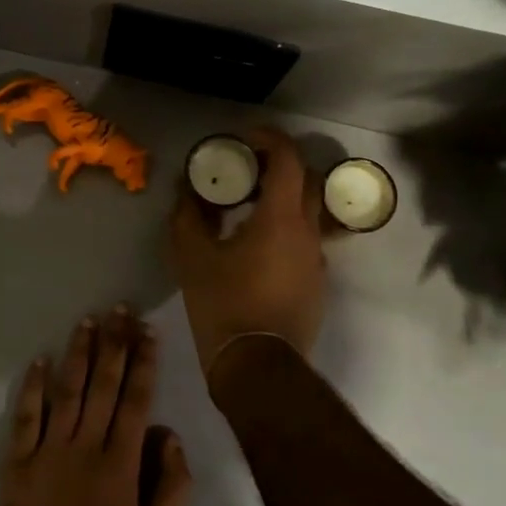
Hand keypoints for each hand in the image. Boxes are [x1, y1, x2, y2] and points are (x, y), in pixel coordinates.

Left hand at [0, 308, 192, 505]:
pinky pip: (27, 417)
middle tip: (119, 310)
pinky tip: (39, 360)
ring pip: (67, 391)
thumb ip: (172, 486)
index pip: (136, 400)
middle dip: (114, 344)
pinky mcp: (20, 461)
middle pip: (103, 385)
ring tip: (87, 321)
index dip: (143, 363)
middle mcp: (87, 444)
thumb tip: (170, 436)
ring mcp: (50, 449)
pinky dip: (33, 387)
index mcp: (121, 461)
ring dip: (78, 354)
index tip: (148, 332)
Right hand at [169, 126, 326, 375]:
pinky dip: (286, 229)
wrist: (257, 366)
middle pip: (306, 180)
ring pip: (309, 212)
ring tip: (248, 210)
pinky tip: (257, 248)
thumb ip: (189, 215)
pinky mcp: (317, 283)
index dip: (268, 139)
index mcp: (281, 218)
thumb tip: (187, 190)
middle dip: (278, 166)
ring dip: (283, 200)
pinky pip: (306, 240)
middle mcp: (309, 231)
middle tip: (245, 172)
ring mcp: (318, 259)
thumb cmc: (223, 305)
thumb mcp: (192, 256)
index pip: (288, 158)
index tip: (243, 140)